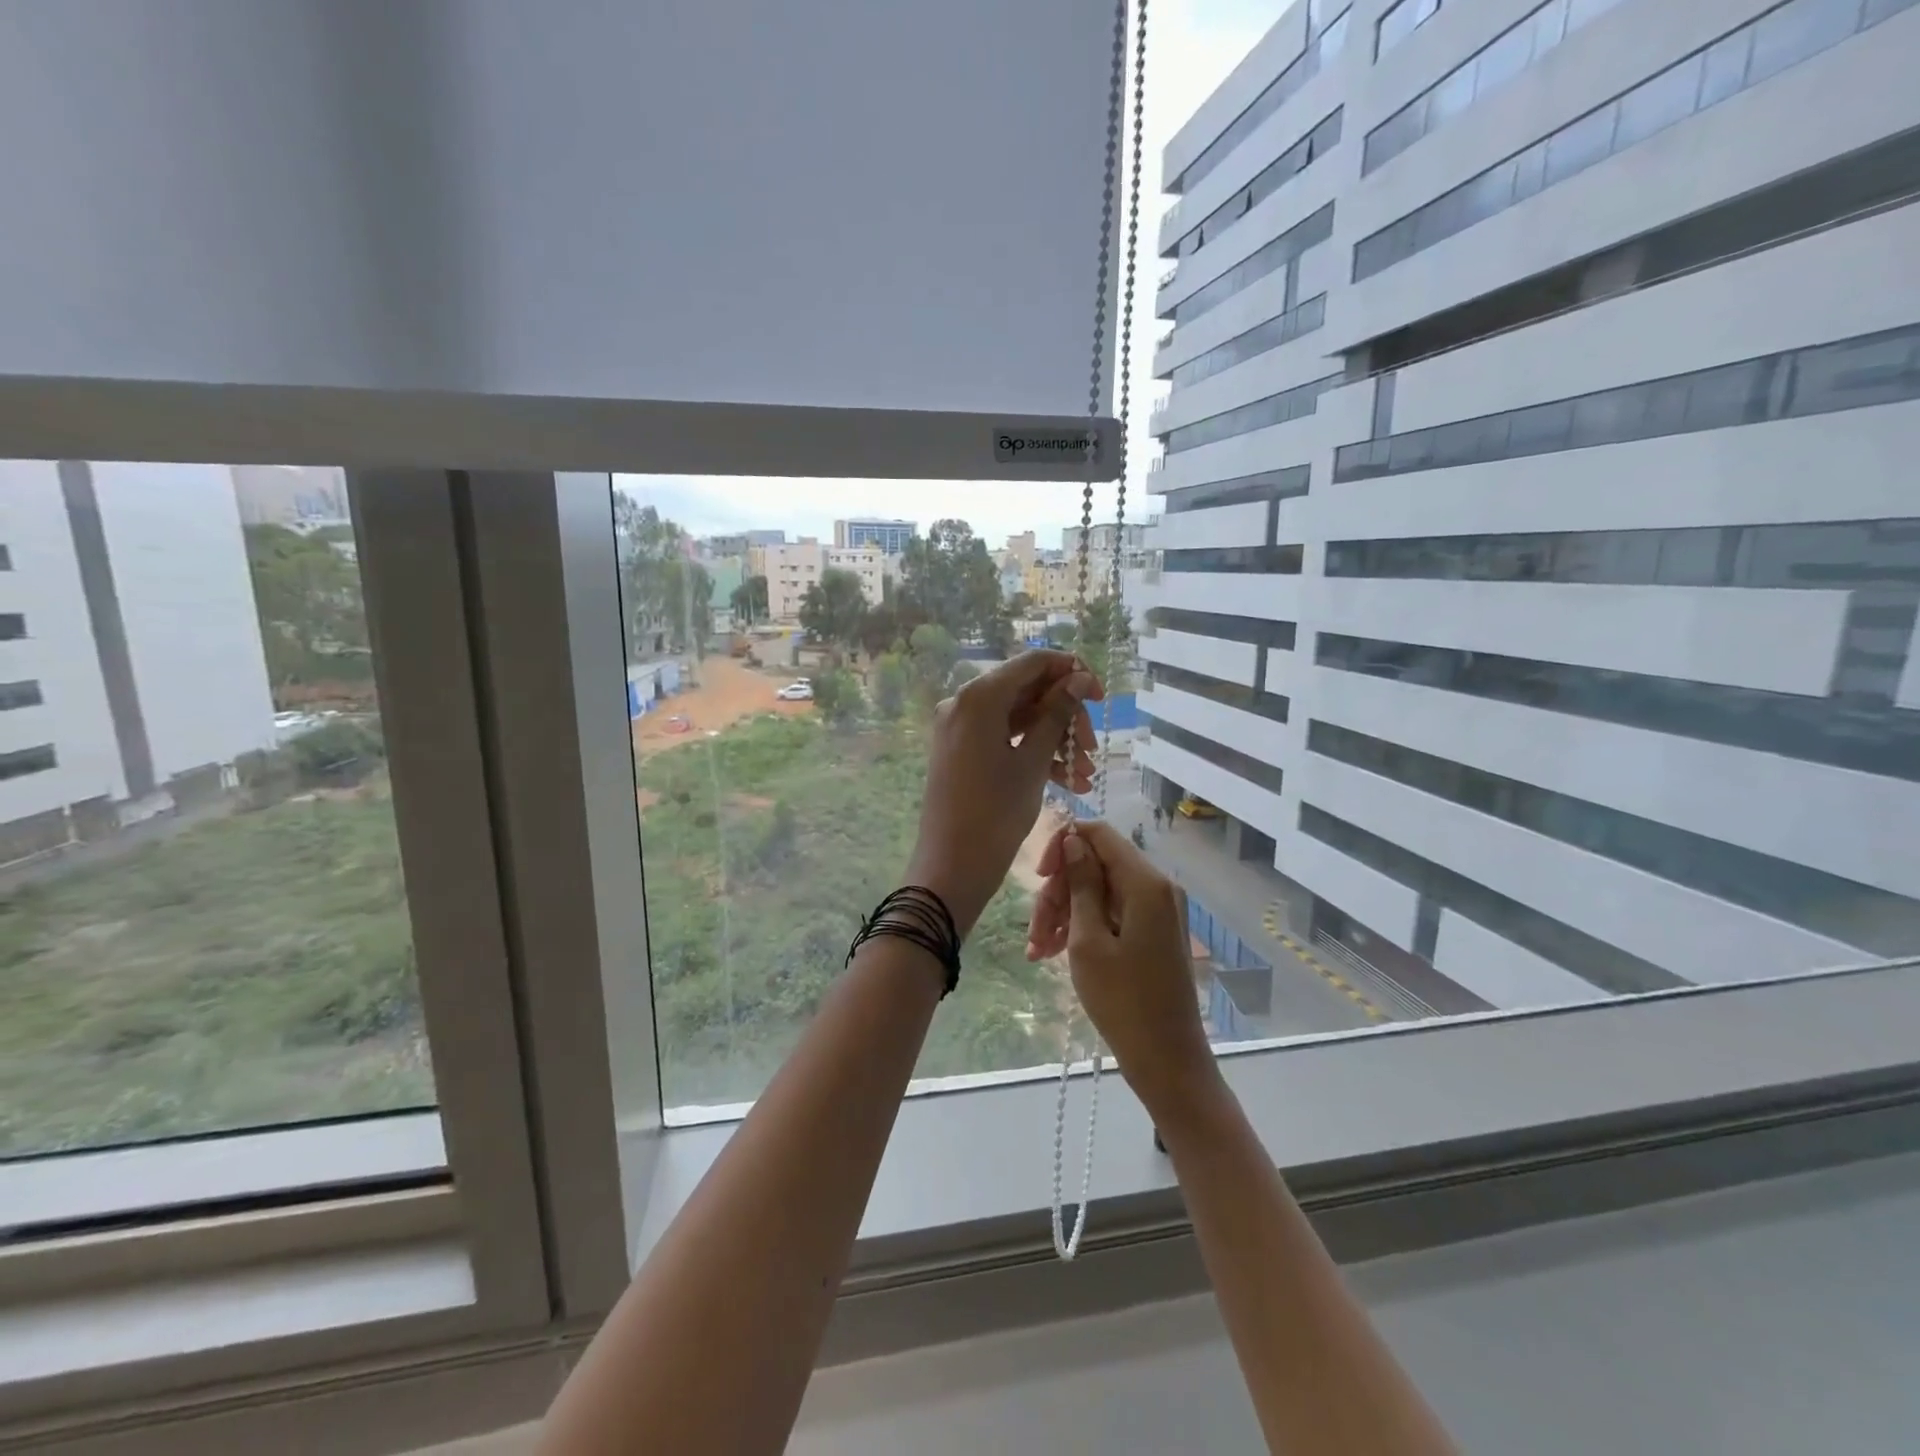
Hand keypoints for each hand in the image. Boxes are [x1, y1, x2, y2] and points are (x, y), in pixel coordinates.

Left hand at [905, 651, 1102, 935]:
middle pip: (1027, 692)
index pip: (1033, 663)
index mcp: (979, 696)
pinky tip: (1067, 782)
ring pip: (1018, 719)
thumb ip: (1057, 715)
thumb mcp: (1033, 762)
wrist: (951, 867)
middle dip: (1066, 717)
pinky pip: (1003, 739)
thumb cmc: (995, 813)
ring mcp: (960, 728)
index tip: (1101, 698)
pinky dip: (1033, 753)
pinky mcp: (961, 751)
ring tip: (1086, 775)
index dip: (1072, 673)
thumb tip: (1079, 679)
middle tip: (1093, 749)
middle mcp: (964, 702)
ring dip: (1055, 741)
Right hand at [1026, 820, 1217, 1113]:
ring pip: (1099, 890)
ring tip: (1038, 950)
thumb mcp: (1089, 941)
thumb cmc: (1123, 1003)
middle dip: (1059, 890)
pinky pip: (1112, 912)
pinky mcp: (1153, 932)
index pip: (1099, 834)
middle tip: (1035, 930)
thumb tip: (1073, 839)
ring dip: (1065, 912)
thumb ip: (1081, 884)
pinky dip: (1083, 926)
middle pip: (1096, 864)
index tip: (1037, 877)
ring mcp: (1157, 910)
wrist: (1168, 1062)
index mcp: (1146, 883)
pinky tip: (1054, 952)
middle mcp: (1157, 887)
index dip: (1063, 846)